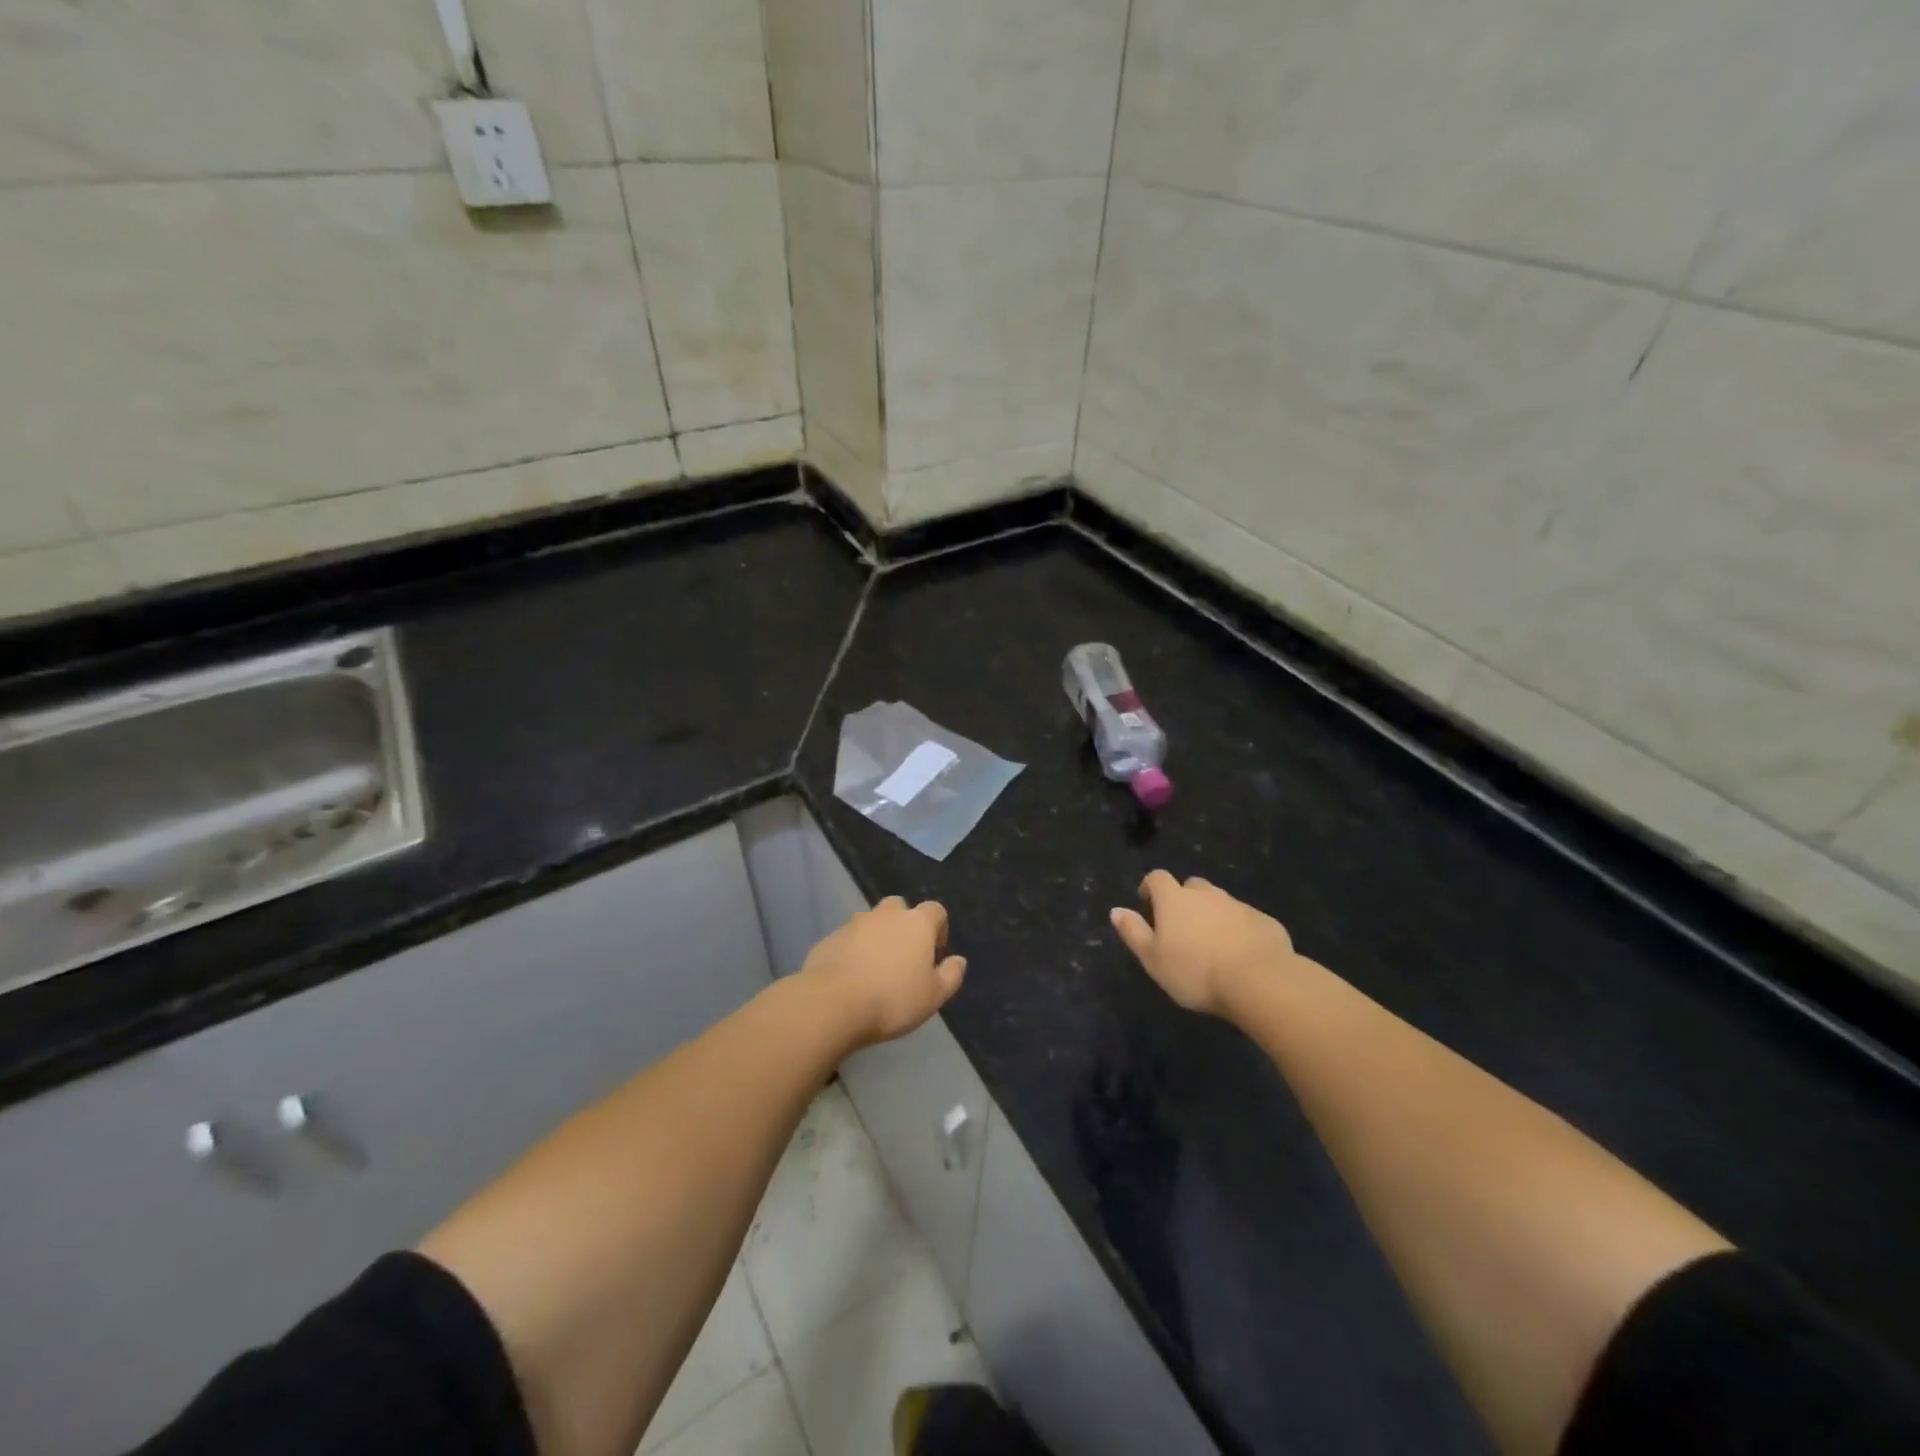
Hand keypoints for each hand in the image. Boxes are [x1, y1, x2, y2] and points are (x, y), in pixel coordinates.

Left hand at [800, 897, 965, 1047]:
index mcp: (916, 923)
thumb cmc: (893, 999)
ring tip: (875, 969)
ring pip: (871, 922)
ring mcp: (854, 923)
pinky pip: (848, 939)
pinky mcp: (829, 938)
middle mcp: (886, 915)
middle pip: (900, 908)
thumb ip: (951, 975)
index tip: (935, 954)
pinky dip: (853, 951)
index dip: (939, 928)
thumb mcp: (934, 996)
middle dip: (904, 926)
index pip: (935, 910)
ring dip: (877, 937)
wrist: (833, 1003)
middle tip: (904, 957)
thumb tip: (958, 960)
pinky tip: (851, 977)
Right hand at [1110, 871, 1296, 1016]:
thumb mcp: (1153, 959)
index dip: (1150, 887)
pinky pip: (1245, 920)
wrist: (1259, 981)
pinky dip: (1238, 930)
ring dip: (1212, 915)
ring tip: (1211, 944)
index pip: (1157, 878)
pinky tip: (1240, 955)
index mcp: (1174, 899)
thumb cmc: (1195, 971)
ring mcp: (1238, 905)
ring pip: (1220, 902)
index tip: (1147, 904)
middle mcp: (1206, 894)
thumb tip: (1116, 910)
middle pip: (1191, 886)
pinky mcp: (1264, 921)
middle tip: (1181, 926)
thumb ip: (1133, 932)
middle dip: (1184, 899)